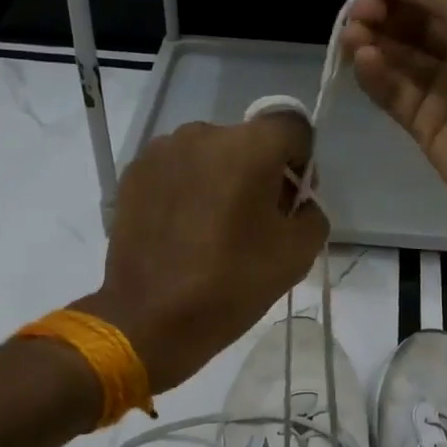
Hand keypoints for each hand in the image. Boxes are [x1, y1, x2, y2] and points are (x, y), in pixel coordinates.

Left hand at [77, 116, 327, 393]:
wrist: (149, 319)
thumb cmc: (230, 285)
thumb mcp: (297, 254)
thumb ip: (312, 213)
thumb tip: (297, 202)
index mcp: (248, 147)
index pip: (292, 127)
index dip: (302, 160)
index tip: (292, 198)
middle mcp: (203, 134)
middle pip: (248, 140)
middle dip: (260, 172)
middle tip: (256, 220)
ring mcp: (162, 151)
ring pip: (210, 154)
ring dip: (221, 178)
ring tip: (214, 226)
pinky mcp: (134, 173)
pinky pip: (177, 169)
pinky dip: (188, 188)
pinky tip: (183, 228)